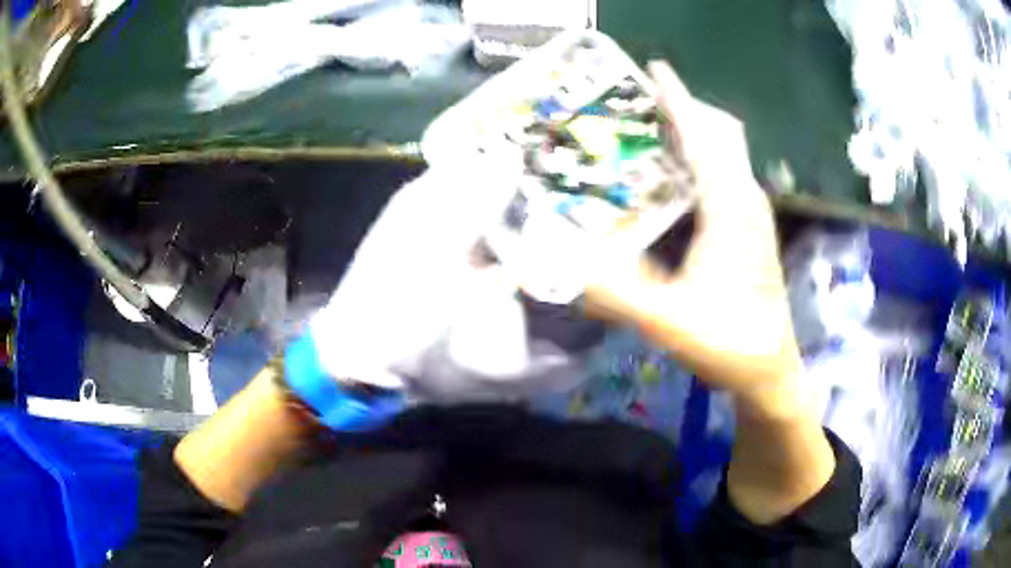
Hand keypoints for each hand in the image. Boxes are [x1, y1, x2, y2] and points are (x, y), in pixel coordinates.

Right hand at [585, 62, 802, 419]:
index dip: (680, 99)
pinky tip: (671, 175)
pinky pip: (723, 174)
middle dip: (685, 108)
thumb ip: (615, 293)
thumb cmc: (729, 342)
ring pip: (725, 152)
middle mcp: (746, 199)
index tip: (655, 69)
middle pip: (721, 132)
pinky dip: (698, 158)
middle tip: (639, 103)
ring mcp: (752, 212)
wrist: (769, 368)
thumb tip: (561, 265)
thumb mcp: (668, 322)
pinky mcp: (749, 226)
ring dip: (692, 132)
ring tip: (647, 129)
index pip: (706, 136)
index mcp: (731, 208)